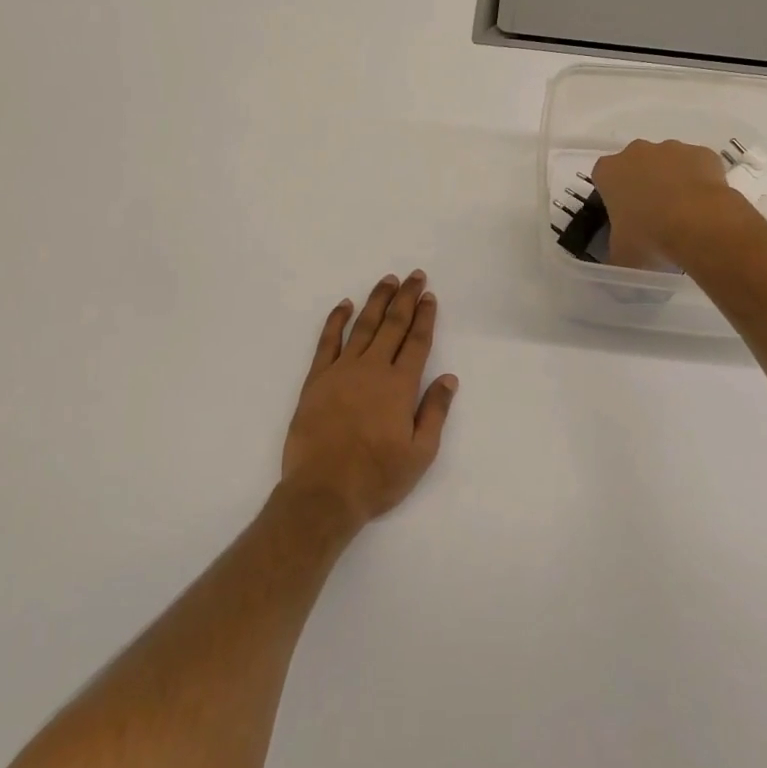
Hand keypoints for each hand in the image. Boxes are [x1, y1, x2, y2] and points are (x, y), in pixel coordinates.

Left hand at [280, 271, 457, 529]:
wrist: (323, 492)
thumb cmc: (377, 477)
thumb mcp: (420, 454)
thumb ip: (435, 412)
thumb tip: (449, 379)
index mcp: (400, 386)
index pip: (416, 342)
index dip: (425, 317)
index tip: (429, 296)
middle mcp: (372, 369)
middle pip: (393, 325)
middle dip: (406, 298)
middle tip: (414, 275)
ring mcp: (342, 371)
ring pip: (363, 326)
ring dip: (377, 301)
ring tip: (388, 280)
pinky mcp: (317, 379)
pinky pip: (328, 341)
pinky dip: (336, 320)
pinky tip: (345, 305)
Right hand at [590, 139, 738, 271]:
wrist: (700, 224)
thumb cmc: (649, 236)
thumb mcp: (621, 254)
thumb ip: (615, 252)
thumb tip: (618, 261)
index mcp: (609, 171)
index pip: (603, 178)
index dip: (613, 196)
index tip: (624, 216)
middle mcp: (636, 152)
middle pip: (636, 165)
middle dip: (643, 184)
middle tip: (653, 216)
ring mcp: (672, 148)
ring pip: (668, 162)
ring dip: (672, 180)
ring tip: (684, 214)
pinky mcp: (703, 153)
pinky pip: (698, 165)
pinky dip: (700, 180)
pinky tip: (705, 206)